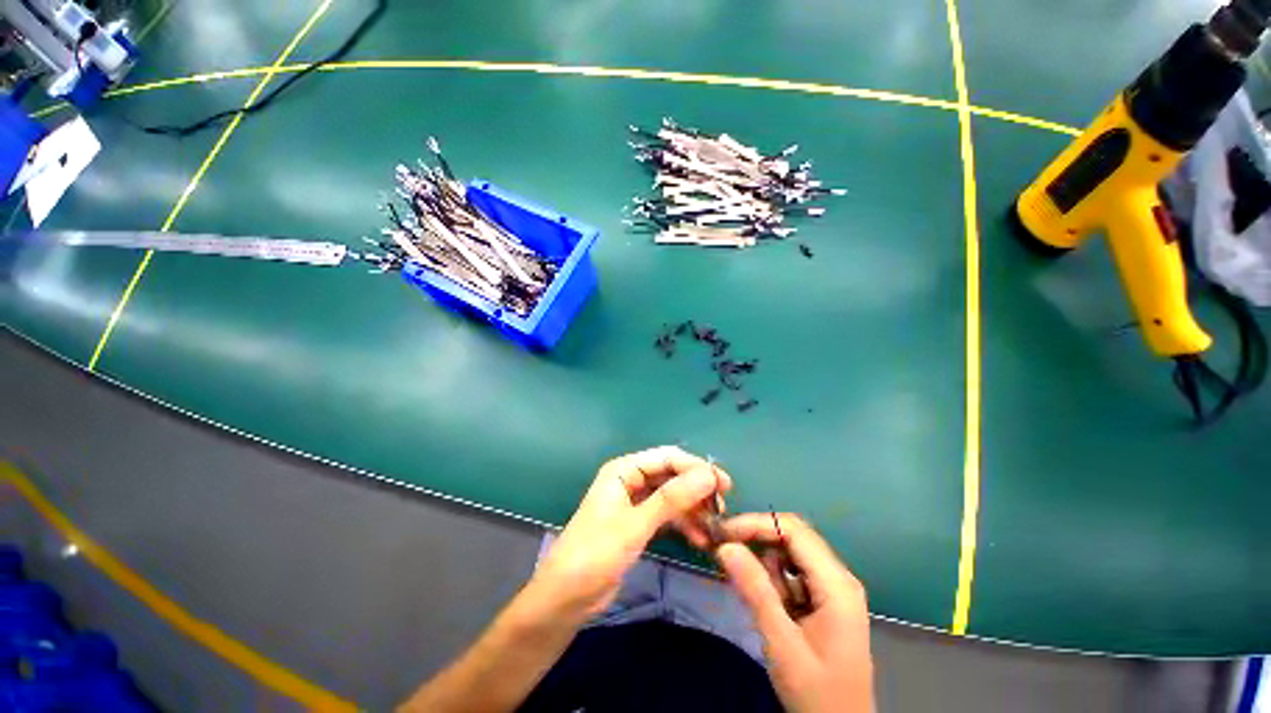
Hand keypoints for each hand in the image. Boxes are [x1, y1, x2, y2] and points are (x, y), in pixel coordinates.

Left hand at [530, 446, 731, 619]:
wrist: (566, 598)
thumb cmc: (596, 554)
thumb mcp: (636, 525)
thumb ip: (672, 498)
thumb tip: (708, 474)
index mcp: (624, 470)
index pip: (667, 457)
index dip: (696, 467)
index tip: (725, 484)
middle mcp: (630, 480)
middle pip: (671, 475)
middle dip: (696, 490)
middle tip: (722, 508)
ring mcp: (635, 502)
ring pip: (671, 497)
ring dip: (692, 509)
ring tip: (714, 527)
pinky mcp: (638, 523)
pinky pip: (667, 516)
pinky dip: (683, 524)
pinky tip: (700, 539)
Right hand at [717, 514, 873, 712]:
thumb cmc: (817, 693)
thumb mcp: (782, 645)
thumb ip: (755, 592)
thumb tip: (726, 547)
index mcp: (836, 584)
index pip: (793, 531)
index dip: (756, 523)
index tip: (723, 533)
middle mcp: (838, 577)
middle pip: (793, 536)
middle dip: (757, 538)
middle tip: (726, 550)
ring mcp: (834, 587)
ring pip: (791, 552)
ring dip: (766, 563)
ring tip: (751, 591)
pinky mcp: (825, 598)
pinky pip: (793, 571)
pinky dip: (773, 578)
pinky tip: (767, 601)